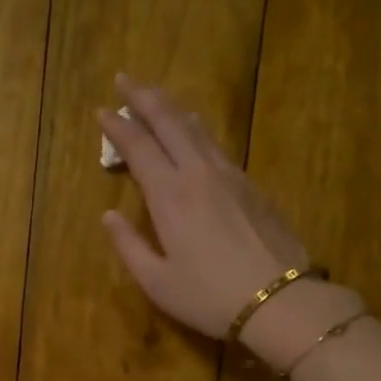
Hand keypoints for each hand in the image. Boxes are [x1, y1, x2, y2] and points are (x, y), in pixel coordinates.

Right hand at [98, 76, 365, 369]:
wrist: (279, 300)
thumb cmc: (209, 297)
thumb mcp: (158, 283)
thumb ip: (129, 246)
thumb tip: (108, 217)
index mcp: (169, 195)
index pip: (138, 147)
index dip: (118, 127)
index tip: (102, 110)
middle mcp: (198, 173)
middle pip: (169, 122)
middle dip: (144, 98)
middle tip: (125, 79)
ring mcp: (230, 175)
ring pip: (197, 127)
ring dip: (172, 108)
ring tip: (157, 97)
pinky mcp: (252, 185)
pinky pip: (217, 144)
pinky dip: (197, 129)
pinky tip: (195, 130)